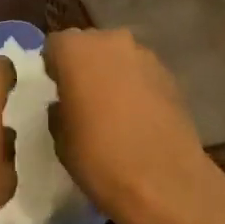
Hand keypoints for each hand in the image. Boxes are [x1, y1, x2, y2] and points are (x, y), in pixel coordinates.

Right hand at [44, 28, 223, 223]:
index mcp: (75, 50)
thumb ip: (59, 109)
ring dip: (113, 75)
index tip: (56, 90)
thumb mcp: (60, 138)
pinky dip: (137, 88)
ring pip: (119, 58)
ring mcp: (144, 55)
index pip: (55, 45)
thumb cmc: (99, 157)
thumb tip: (66, 104)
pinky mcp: (170, 75)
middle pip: (90, 45)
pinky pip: (143, 74)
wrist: (164, 182)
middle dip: (85, 66)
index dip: (54, 66)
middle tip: (83, 98)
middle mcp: (110, 41)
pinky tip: (139, 118)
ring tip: (114, 110)